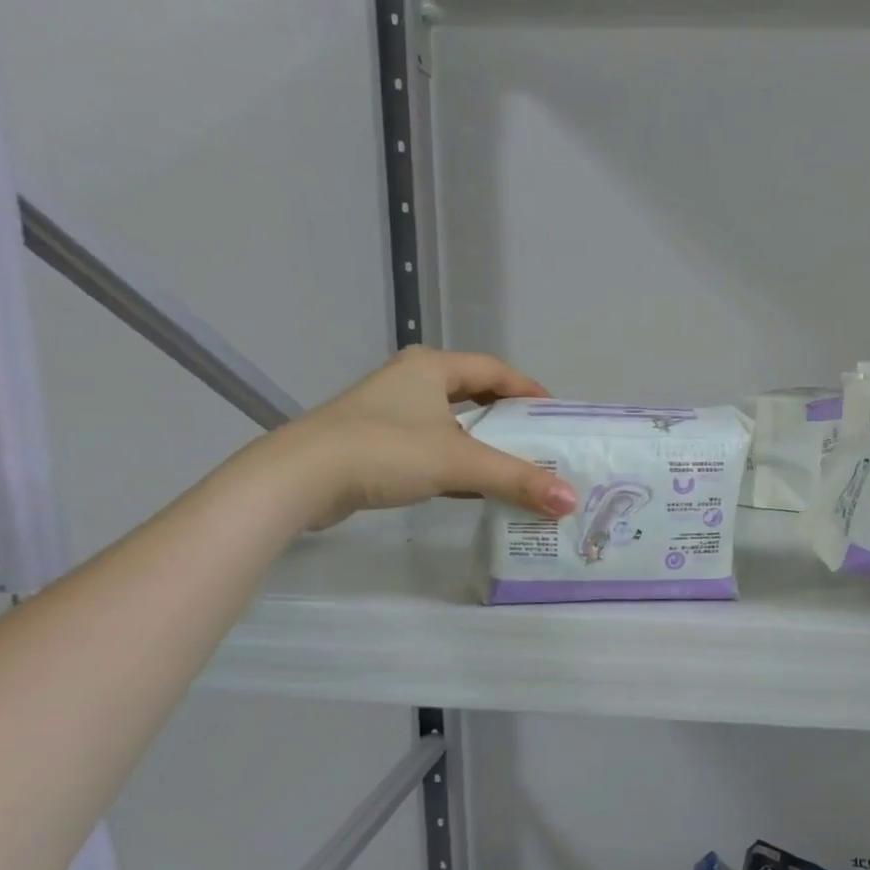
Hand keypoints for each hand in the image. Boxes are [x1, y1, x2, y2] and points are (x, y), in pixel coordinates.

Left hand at [277, 347, 578, 529]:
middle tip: (538, 442)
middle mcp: (410, 381)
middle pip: (473, 394)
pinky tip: (473, 486)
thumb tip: (569, 501)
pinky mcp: (373, 442)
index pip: (494, 370)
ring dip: (481, 443)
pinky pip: (430, 446)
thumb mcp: (459, 462)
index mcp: (430, 367)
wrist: (300, 478)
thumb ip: (517, 480)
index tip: (555, 416)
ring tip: (514, 465)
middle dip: (507, 418)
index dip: (528, 390)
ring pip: (450, 422)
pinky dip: (456, 462)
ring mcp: (388, 412)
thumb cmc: (384, 451)